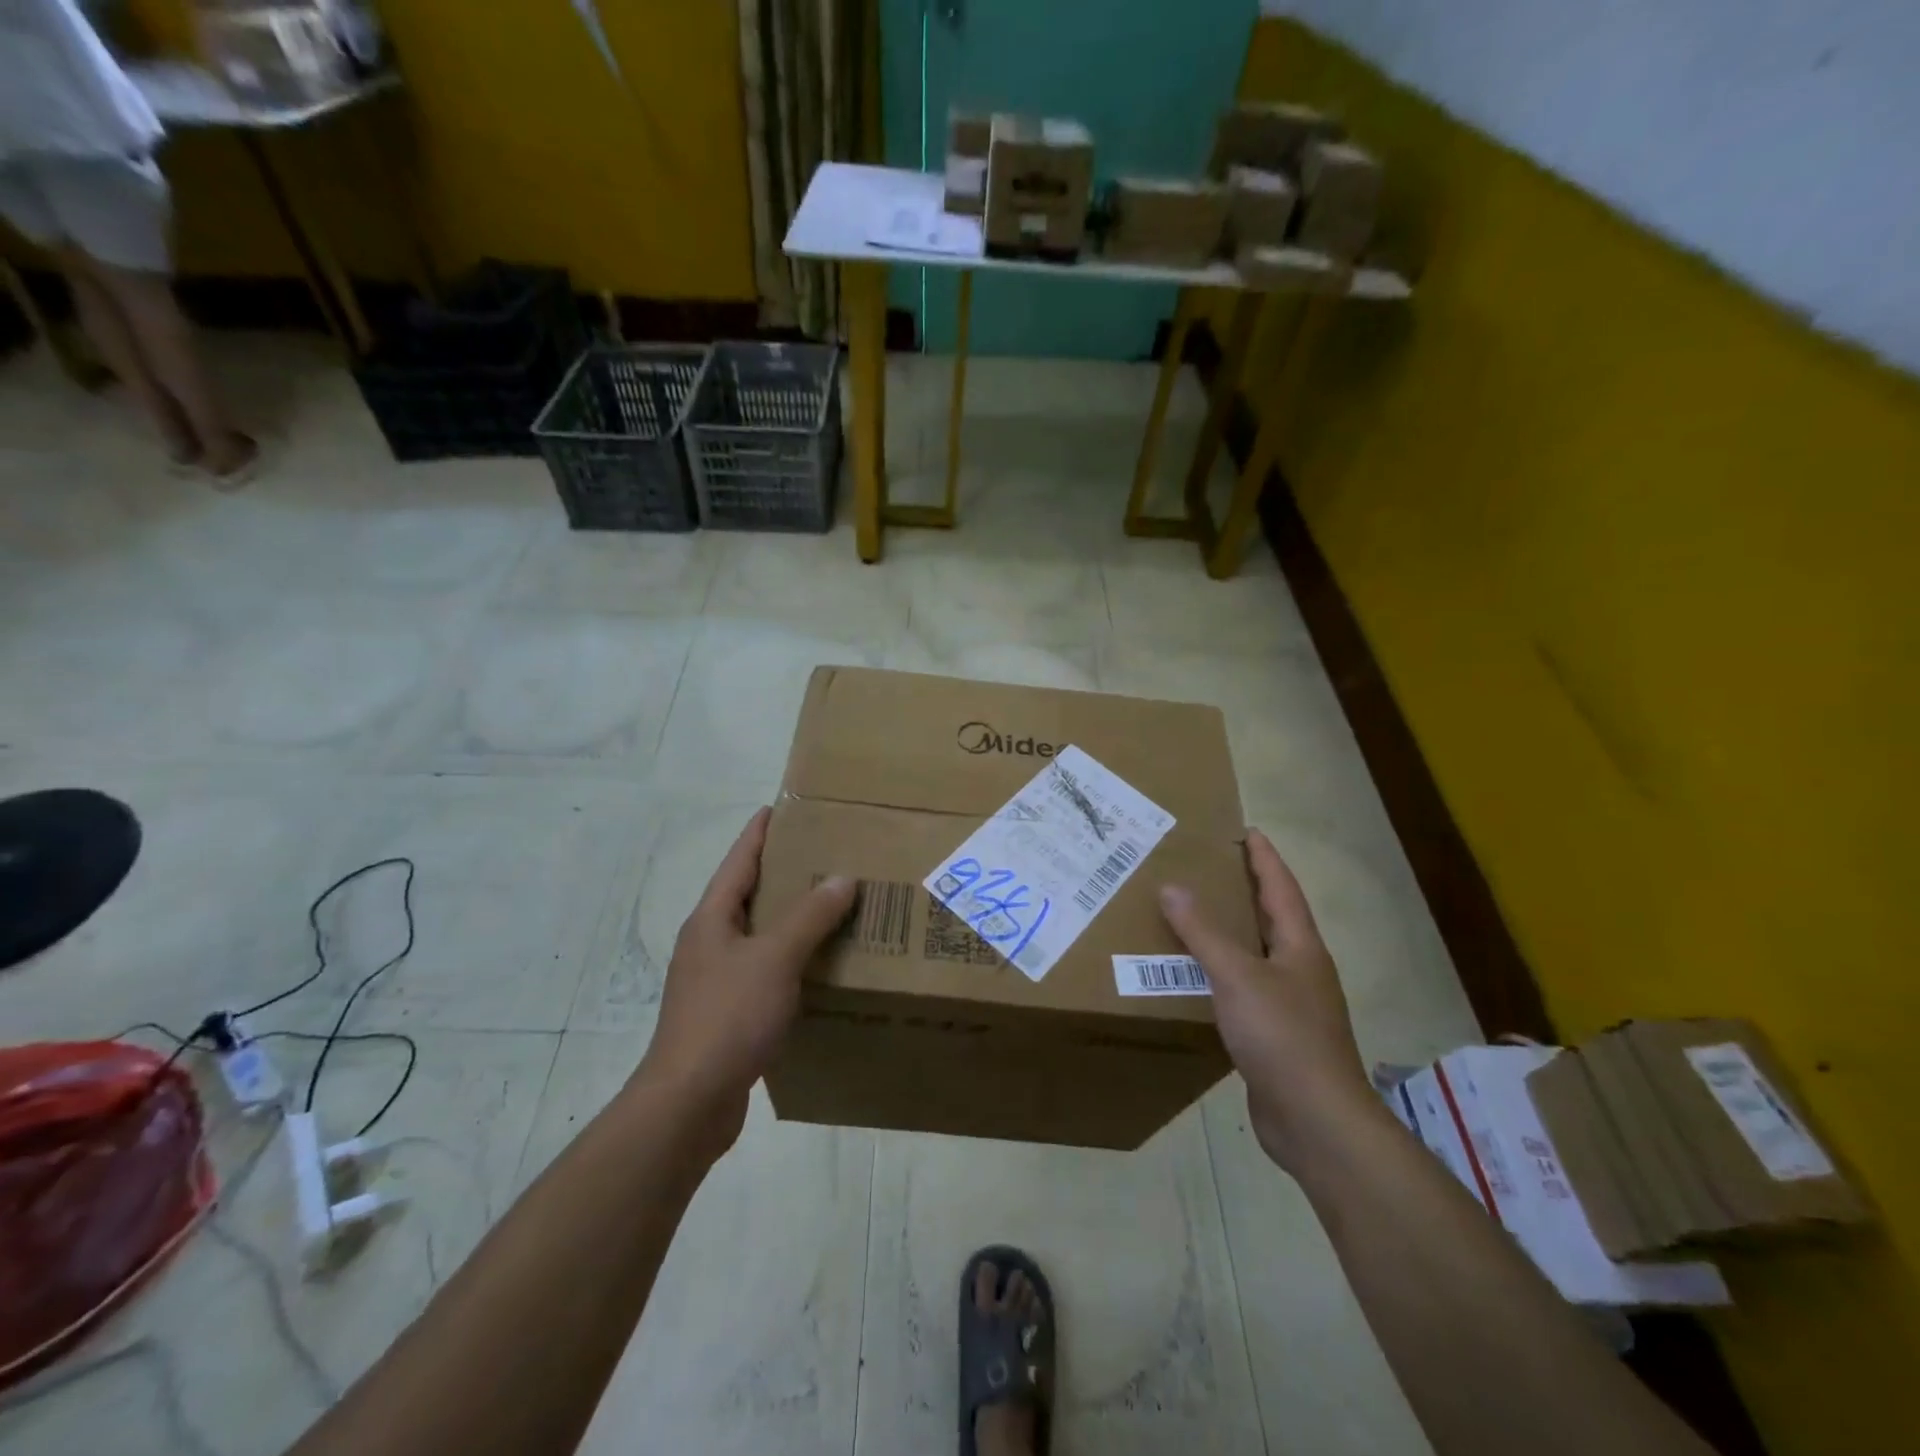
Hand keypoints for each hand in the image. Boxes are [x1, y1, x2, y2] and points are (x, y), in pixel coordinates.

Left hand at [637, 808, 855, 1153]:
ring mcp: (715, 979)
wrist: (688, 1103)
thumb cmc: (727, 1018)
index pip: (738, 860)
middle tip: (825, 854)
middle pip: (748, 894)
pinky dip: (791, 959)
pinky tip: (819, 966)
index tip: (782, 807)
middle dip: (783, 873)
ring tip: (832, 905)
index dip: (760, 832)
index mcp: (712, 919)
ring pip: (758, 935)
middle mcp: (709, 942)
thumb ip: (809, 916)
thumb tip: (841, 877)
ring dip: (790, 919)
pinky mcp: (727, 1013)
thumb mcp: (774, 959)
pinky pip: (764, 970)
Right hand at [1159, 828, 1374, 1170]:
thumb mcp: (1237, 975)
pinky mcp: (1276, 1035)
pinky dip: (1221, 973)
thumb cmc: (1282, 1036)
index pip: (1282, 888)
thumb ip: (1203, 931)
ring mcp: (1291, 1005)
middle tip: (1208, 867)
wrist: (1316, 1122)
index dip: (1264, 858)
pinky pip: (1244, 989)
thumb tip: (1172, 887)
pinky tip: (1196, 977)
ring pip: (1257, 955)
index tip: (1245, 831)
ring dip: (1231, 932)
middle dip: (1245, 890)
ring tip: (1194, 914)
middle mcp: (1300, 970)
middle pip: (1272, 918)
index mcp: (1300, 947)